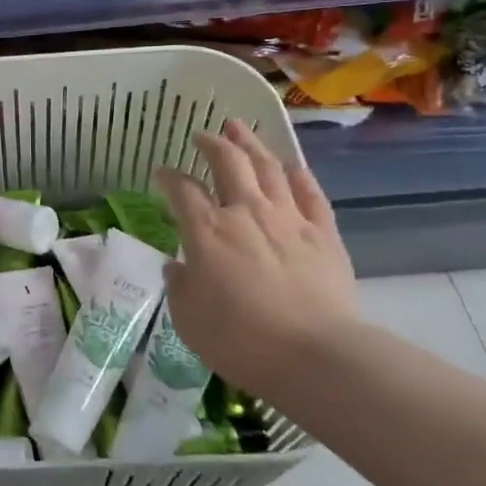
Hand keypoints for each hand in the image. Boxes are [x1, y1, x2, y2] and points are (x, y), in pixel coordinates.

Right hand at [156, 121, 359, 394]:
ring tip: (240, 129)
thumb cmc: (240, 341)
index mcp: (207, 231)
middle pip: (228, 163)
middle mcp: (246, 213)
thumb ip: (180, 287)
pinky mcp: (324, 234)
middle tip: (203, 135)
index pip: (182, 190)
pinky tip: (292, 166)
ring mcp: (289, 219)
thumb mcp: (189, 320)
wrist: (315, 356)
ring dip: (252, 145)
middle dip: (213, 144)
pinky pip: (311, 194)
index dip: (169, 177)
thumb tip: (178, 267)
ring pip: (269, 168)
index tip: (161, 172)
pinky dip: (298, 176)